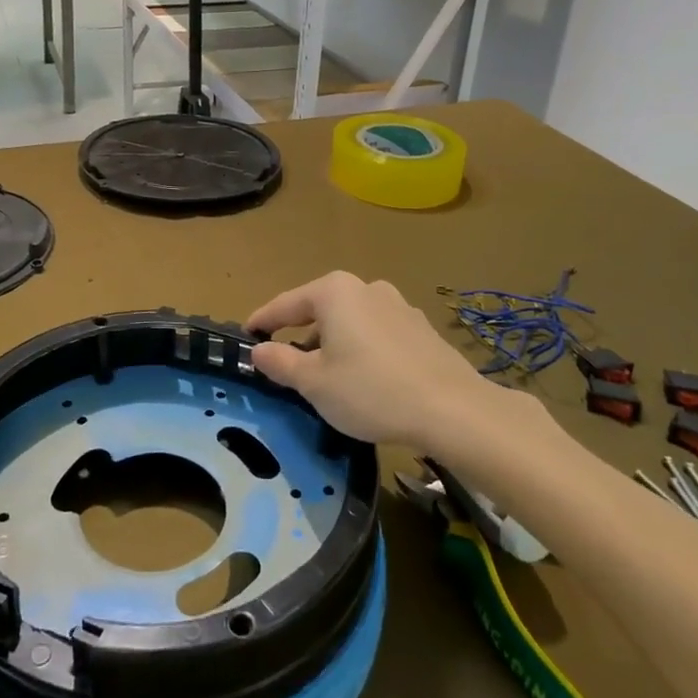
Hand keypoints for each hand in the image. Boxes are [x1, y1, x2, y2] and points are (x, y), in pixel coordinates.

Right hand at [247, 272, 496, 451]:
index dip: (262, 321)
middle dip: (299, 332)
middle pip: (319, 308)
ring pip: (350, 320)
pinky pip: (376, 332)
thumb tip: (259, 350)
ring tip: (324, 373)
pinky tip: (364, 376)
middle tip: (284, 360)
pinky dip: (360, 347)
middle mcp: (366, 287)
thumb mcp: (314, 383)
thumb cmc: (370, 391)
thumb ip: (280, 362)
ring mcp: (398, 305)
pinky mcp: (420, 327)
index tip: (246, 335)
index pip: (285, 304)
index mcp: (334, 292)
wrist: (451, 409)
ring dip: (332, 341)